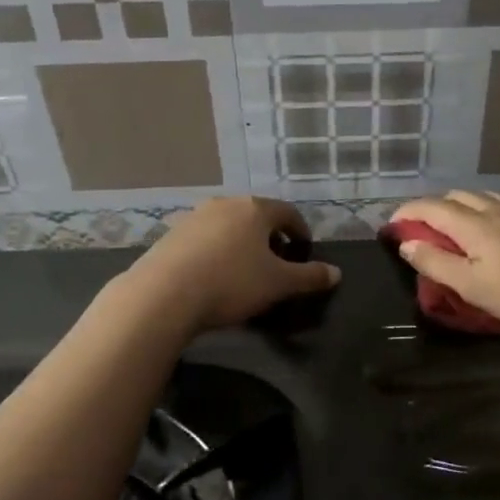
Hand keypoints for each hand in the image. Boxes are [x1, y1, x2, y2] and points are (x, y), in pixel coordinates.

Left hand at [123, 197, 339, 332]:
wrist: (163, 295)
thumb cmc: (231, 283)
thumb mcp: (278, 284)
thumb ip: (309, 277)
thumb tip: (336, 273)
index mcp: (255, 209)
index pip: (287, 212)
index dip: (300, 231)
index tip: (303, 251)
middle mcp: (225, 204)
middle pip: (256, 216)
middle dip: (270, 237)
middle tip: (276, 263)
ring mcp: (194, 217)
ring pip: (228, 226)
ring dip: (241, 243)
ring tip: (244, 271)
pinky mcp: (170, 235)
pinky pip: (204, 239)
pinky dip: (216, 251)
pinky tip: (213, 276)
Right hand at [389, 191, 499, 338]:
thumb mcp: (472, 286)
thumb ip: (436, 263)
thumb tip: (406, 243)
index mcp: (473, 224)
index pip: (431, 207)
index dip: (408, 212)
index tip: (392, 223)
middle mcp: (496, 210)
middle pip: (457, 196)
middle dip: (433, 206)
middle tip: (422, 227)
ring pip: (484, 197)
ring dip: (462, 205)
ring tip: (457, 224)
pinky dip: (487, 210)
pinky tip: (497, 228)